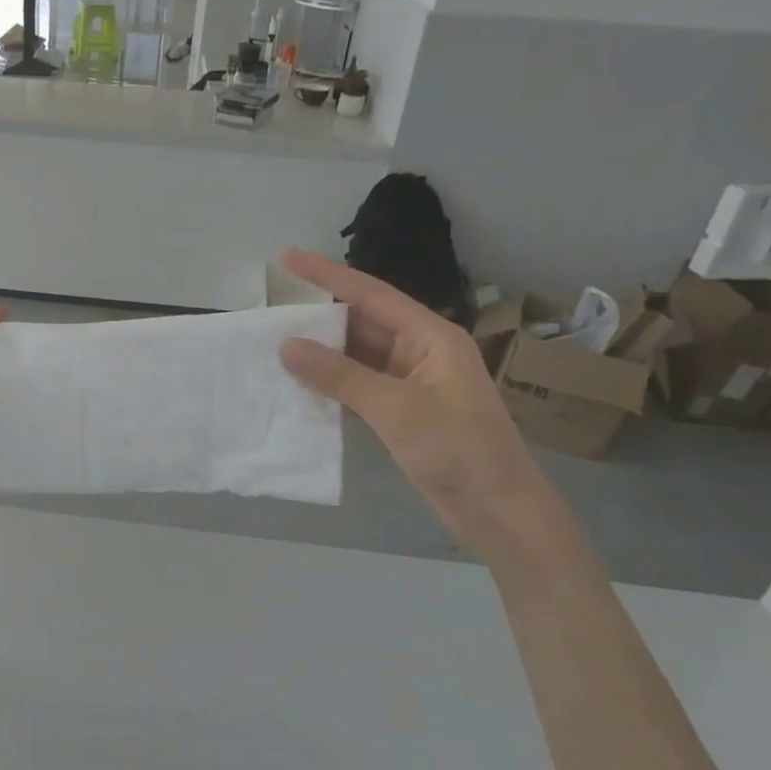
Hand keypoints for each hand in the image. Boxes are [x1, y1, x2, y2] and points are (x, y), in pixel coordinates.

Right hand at [276, 248, 549, 541]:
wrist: (498, 512)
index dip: (328, 274)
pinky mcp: (400, 411)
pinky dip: (329, 383)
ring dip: (320, 352)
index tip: (287, 257)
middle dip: (318, 316)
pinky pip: (356, 384)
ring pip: (355, 355)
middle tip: (272, 309)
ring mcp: (409, 382)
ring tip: (274, 343)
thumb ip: (339, 375)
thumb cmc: (458, 450)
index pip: (371, 294)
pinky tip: (298, 383)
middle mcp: (419, 351)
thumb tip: (287, 345)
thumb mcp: (395, 409)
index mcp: (431, 336)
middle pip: (361, 322)